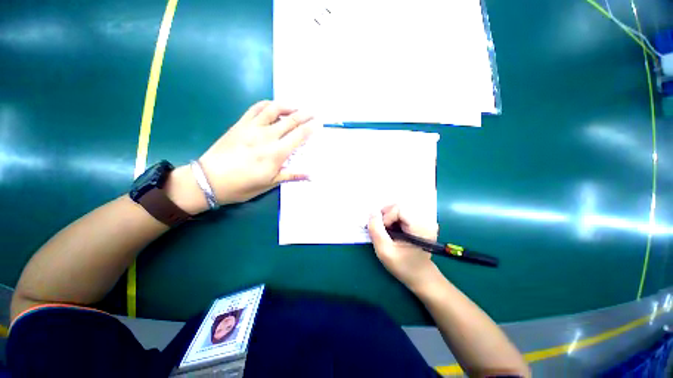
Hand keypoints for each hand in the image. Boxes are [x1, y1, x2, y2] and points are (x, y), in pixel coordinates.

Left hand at [199, 100, 314, 204]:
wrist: (210, 180)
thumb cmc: (242, 185)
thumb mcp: (269, 184)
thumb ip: (291, 176)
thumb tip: (311, 175)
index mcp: (276, 153)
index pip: (299, 136)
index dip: (311, 128)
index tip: (319, 123)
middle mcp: (267, 137)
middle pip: (291, 121)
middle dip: (305, 115)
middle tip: (313, 112)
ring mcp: (252, 127)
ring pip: (274, 109)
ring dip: (288, 106)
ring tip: (296, 107)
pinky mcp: (240, 124)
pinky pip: (256, 108)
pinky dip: (267, 104)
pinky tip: (273, 106)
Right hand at [368, 204, 439, 290]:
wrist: (420, 276)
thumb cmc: (403, 266)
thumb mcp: (384, 251)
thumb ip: (376, 230)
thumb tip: (372, 212)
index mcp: (421, 227)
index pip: (398, 208)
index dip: (386, 217)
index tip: (384, 231)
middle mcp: (426, 220)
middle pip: (399, 206)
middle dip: (386, 216)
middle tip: (383, 230)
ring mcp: (425, 220)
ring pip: (399, 208)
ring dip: (389, 218)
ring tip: (389, 232)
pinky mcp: (422, 221)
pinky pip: (403, 212)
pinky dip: (394, 219)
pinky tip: (395, 230)